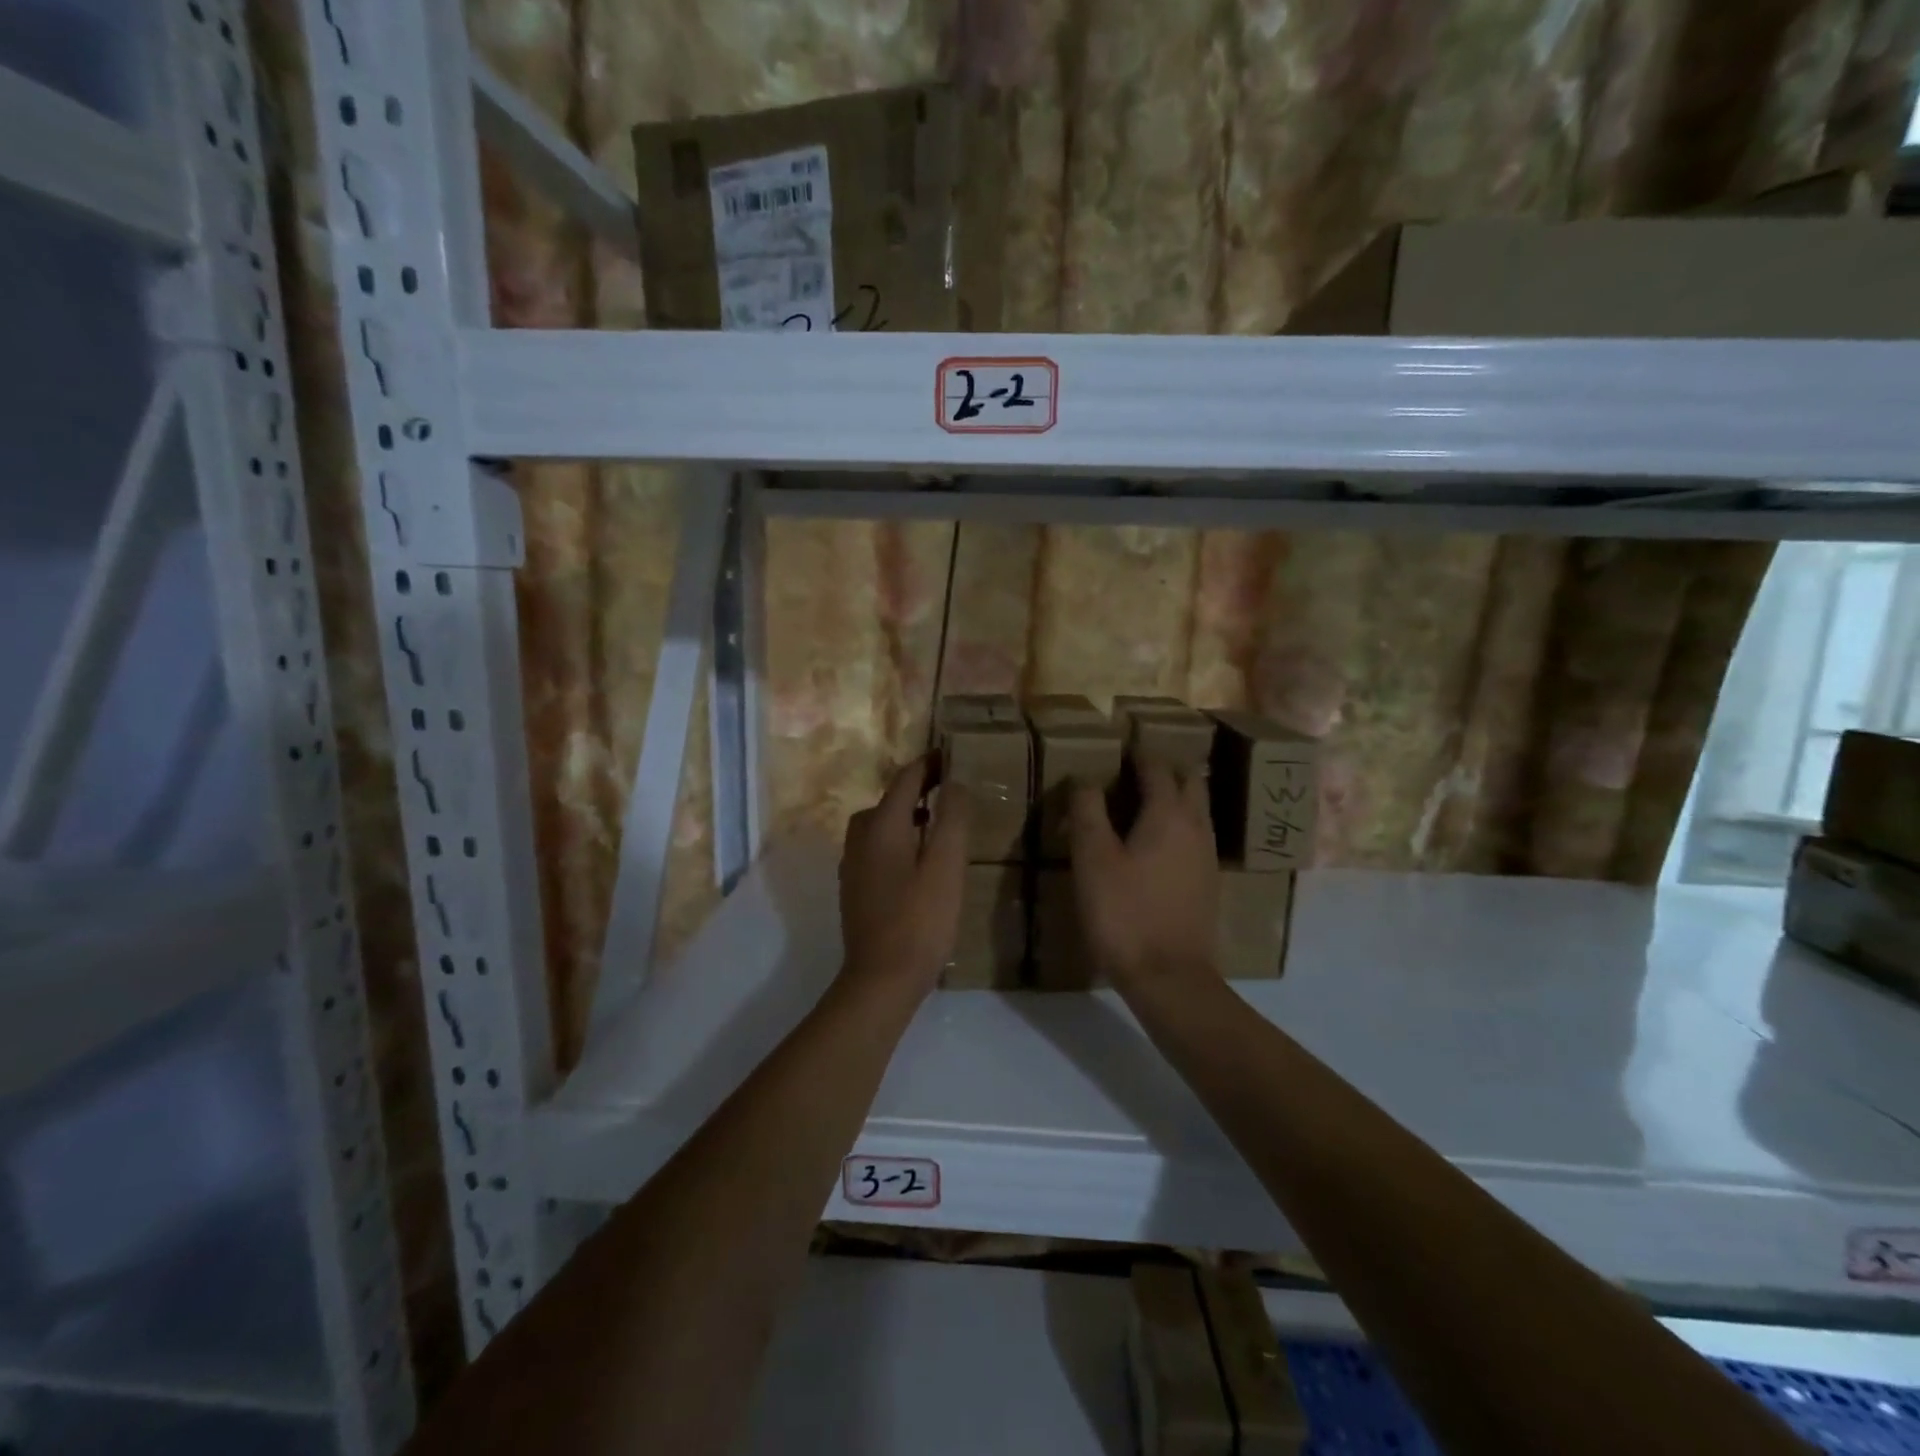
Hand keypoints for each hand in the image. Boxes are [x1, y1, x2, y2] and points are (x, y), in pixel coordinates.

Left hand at [839, 758, 970, 998]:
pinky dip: (897, 838)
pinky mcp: (855, 888)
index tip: (951, 754)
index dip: (929, 764)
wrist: (881, 978)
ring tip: (935, 820)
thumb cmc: (919, 920)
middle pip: (888, 800)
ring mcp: (853, 865)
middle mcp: (860, 839)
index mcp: (881, 827)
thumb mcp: (946, 866)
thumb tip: (953, 782)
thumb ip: (952, 820)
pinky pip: (875, 847)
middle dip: (916, 788)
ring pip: (879, 824)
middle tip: (947, 788)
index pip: (905, 780)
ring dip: (905, 813)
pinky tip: (915, 858)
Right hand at [1069, 757, 1218, 995]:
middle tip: (1130, 770)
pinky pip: (1196, 834)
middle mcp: (1196, 825)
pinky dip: (1177, 823)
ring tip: (1140, 801)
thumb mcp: (1092, 859)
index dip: (1136, 752)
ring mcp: (1207, 854)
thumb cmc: (1124, 913)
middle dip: (1163, 768)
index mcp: (1168, 813)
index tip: (1115, 747)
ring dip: (1174, 794)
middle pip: (1188, 780)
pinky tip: (1154, 842)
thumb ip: (1087, 811)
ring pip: (1196, 807)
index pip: (1156, 765)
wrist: (1170, 977)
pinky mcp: (1207, 881)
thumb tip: (1084, 777)